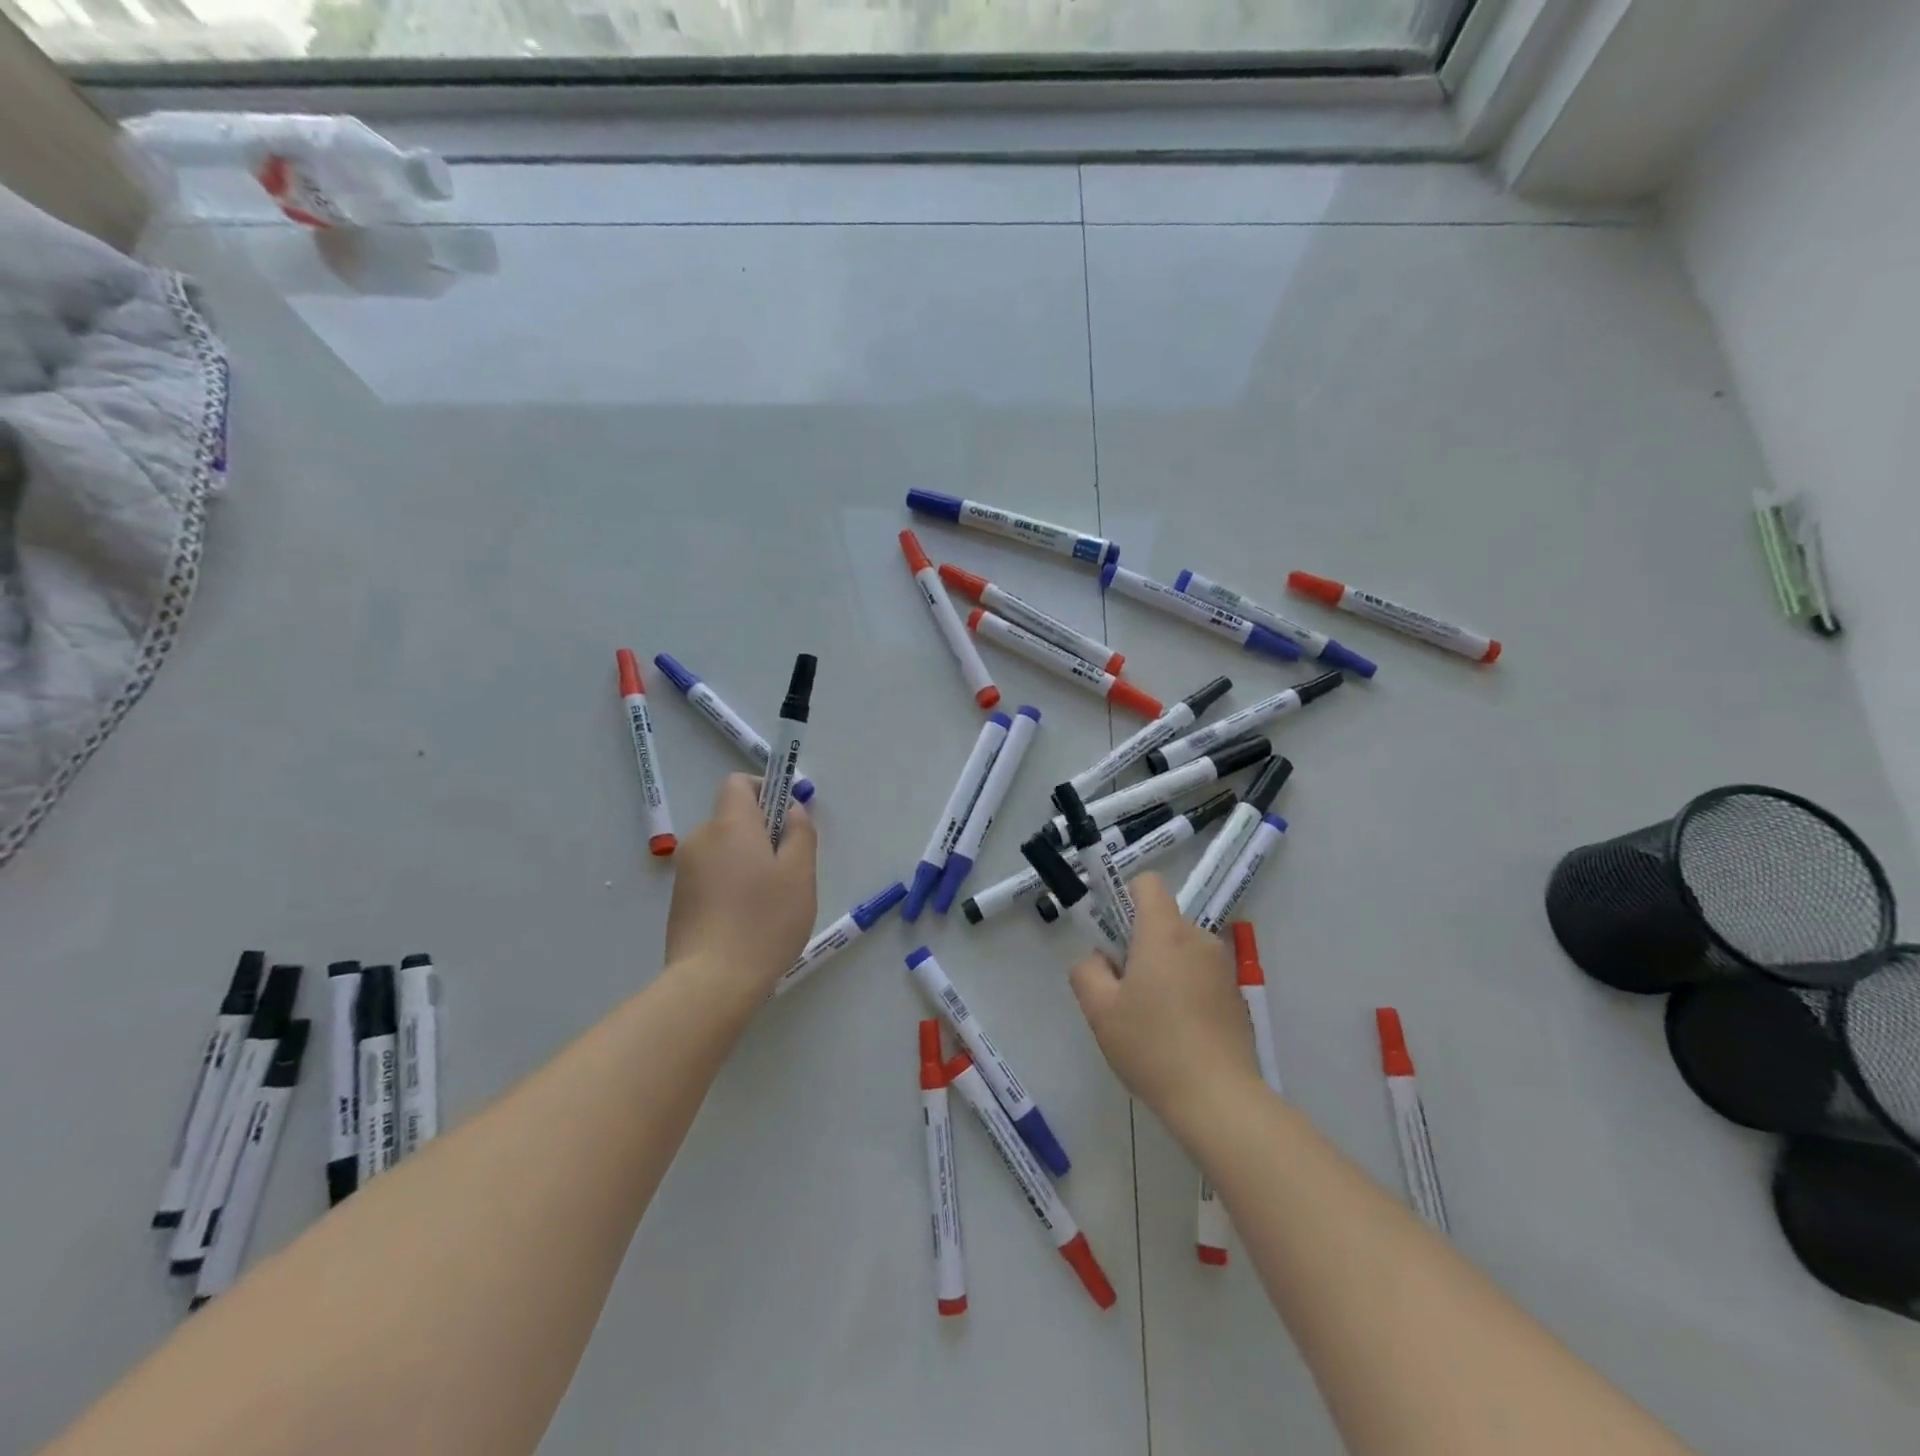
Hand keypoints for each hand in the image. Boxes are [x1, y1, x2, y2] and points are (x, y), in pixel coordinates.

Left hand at [665, 775, 817, 999]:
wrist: (712, 981)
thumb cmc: (765, 921)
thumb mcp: (800, 873)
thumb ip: (800, 832)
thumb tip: (793, 810)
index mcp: (730, 825)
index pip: (738, 783)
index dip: (764, 790)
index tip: (787, 818)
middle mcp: (701, 839)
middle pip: (733, 818)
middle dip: (762, 833)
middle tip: (789, 869)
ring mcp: (686, 871)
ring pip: (724, 849)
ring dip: (747, 861)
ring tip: (770, 901)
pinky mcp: (679, 900)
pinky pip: (712, 875)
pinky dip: (731, 883)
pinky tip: (747, 919)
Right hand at [1070, 874, 1261, 1131]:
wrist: (1219, 1100)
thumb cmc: (1152, 1046)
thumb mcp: (1099, 1010)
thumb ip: (1087, 971)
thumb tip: (1100, 960)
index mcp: (1165, 932)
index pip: (1147, 883)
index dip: (1124, 898)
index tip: (1112, 937)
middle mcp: (1199, 939)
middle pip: (1162, 921)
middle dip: (1139, 943)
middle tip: (1123, 990)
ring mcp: (1223, 968)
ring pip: (1182, 950)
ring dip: (1163, 968)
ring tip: (1150, 1018)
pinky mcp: (1236, 996)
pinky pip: (1201, 976)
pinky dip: (1186, 990)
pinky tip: (1178, 1034)